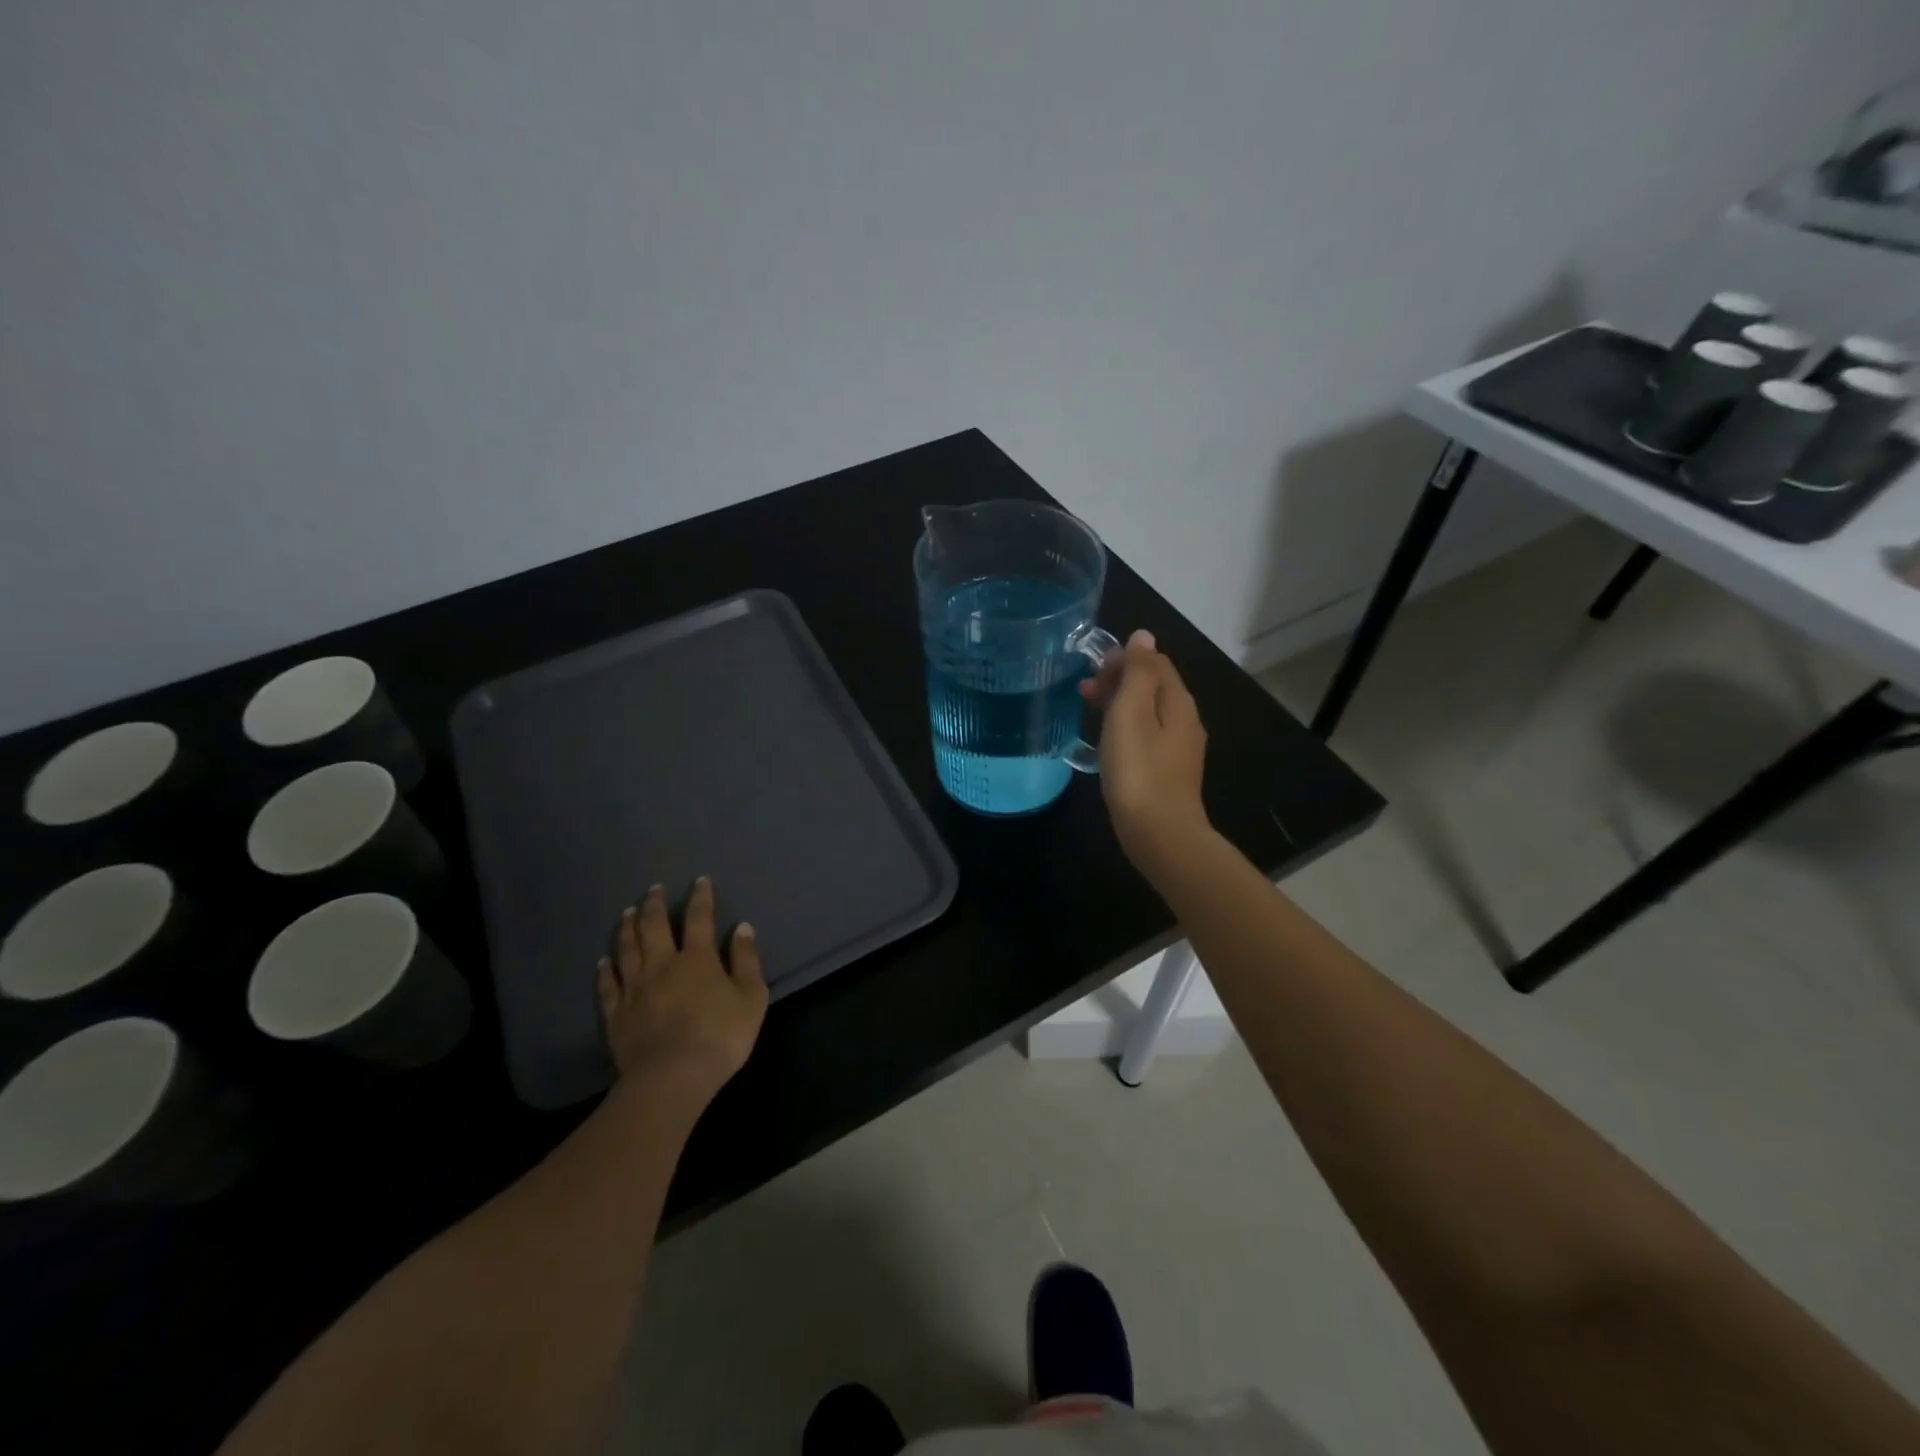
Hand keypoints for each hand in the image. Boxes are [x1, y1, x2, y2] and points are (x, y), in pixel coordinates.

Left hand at [597, 878, 766, 1100]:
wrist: (672, 1077)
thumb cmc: (721, 1036)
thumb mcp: (751, 996)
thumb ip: (746, 960)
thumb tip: (742, 928)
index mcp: (697, 959)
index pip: (699, 918)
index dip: (700, 898)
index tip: (700, 881)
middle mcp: (662, 965)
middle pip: (654, 927)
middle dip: (655, 905)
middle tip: (653, 889)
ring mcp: (635, 989)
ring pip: (627, 950)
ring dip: (628, 928)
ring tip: (628, 912)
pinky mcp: (616, 1014)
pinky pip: (608, 985)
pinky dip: (606, 970)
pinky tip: (603, 961)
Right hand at [1080, 629, 1209, 869]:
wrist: (1159, 833)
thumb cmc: (1138, 769)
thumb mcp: (1132, 712)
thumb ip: (1138, 672)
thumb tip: (1143, 636)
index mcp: (1178, 701)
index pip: (1155, 661)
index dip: (1124, 658)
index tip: (1092, 669)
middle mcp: (1185, 720)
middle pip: (1153, 686)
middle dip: (1118, 680)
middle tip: (1083, 690)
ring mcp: (1178, 748)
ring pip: (1148, 712)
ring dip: (1118, 704)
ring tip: (1087, 711)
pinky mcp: (1167, 771)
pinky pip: (1146, 735)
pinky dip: (1124, 728)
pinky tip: (1105, 742)